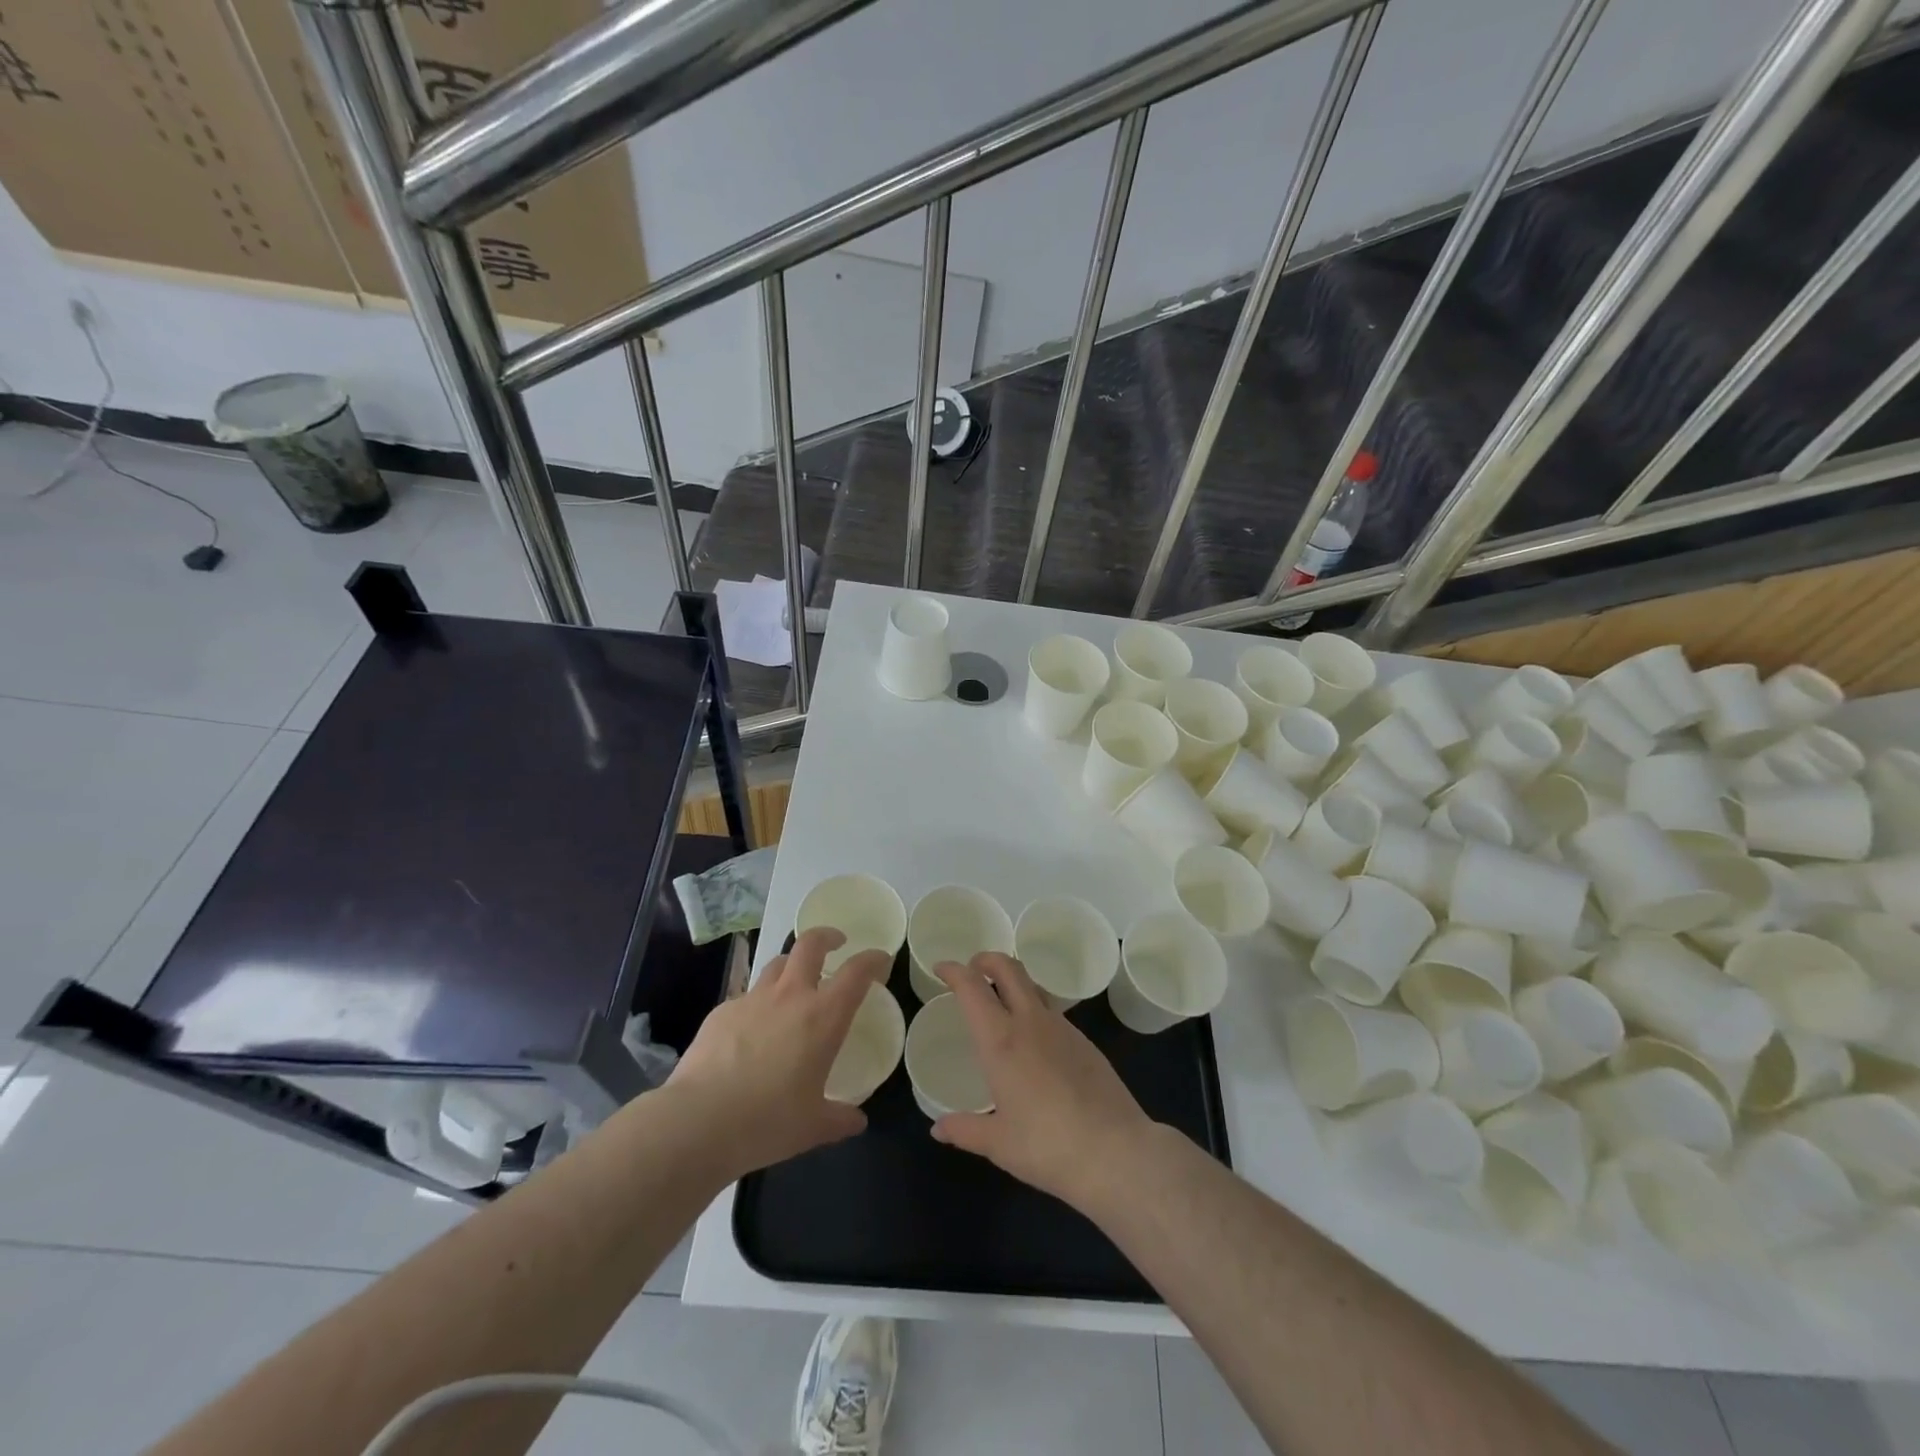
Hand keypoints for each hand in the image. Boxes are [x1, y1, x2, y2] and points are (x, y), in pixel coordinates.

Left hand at [664, 928, 889, 1181]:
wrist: (698, 1122)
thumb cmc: (767, 1122)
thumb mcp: (813, 1127)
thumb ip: (839, 1119)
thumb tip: (856, 1121)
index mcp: (822, 1017)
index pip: (856, 972)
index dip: (872, 960)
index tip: (880, 959)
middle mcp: (790, 996)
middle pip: (811, 944)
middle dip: (827, 937)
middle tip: (836, 943)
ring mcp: (752, 1000)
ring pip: (777, 964)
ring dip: (791, 965)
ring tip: (794, 983)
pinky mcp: (721, 1012)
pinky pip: (747, 997)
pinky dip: (758, 1003)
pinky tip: (752, 1029)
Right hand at [931, 952, 1155, 1212]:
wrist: (1115, 1151)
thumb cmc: (1047, 1147)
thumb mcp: (998, 1144)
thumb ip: (965, 1130)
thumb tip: (938, 1128)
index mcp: (1001, 1041)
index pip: (972, 987)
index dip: (954, 970)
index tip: (941, 969)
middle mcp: (1031, 1022)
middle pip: (1008, 968)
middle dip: (986, 959)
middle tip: (972, 970)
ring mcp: (1063, 1028)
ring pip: (1033, 986)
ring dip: (1013, 982)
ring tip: (1001, 1004)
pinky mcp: (1085, 1042)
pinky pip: (1053, 1012)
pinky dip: (1034, 1010)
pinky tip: (1034, 1043)